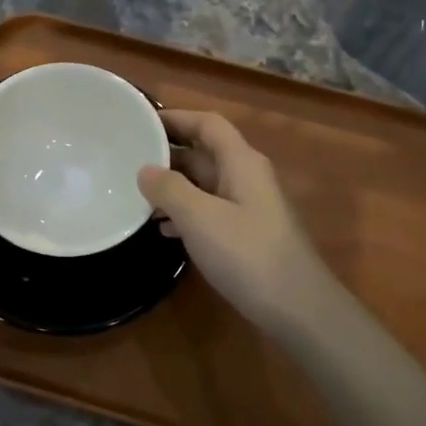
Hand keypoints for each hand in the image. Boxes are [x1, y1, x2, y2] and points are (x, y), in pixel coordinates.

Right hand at [137, 110, 340, 336]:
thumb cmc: (248, 255)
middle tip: (128, 160)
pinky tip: (163, 231)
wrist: (298, 308)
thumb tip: (145, 170)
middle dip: (168, 154)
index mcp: (241, 162)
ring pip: (205, 184)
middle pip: (204, 153)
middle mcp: (247, 177)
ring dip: (173, 187)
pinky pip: (210, 212)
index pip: (207, 124)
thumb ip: (169, 189)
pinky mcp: (247, 235)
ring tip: (137, 196)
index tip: (140, 121)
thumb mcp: (200, 218)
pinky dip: (185, 214)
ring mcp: (249, 207)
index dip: (176, 118)